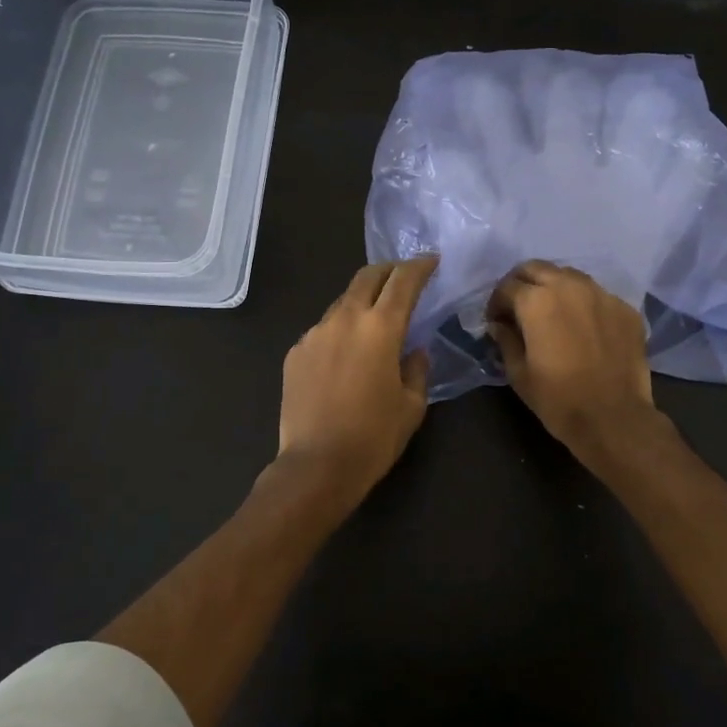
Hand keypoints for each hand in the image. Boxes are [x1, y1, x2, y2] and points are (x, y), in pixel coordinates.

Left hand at [278, 257, 438, 496]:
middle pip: (367, 277)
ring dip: (362, 301)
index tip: (431, 261)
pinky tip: (345, 355)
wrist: (317, 465)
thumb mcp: (412, 405)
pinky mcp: (295, 352)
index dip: (420, 266)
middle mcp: (345, 319)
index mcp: (380, 328)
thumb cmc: (374, 437)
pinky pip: (323, 330)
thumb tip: (413, 350)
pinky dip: (340, 330)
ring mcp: (314, 334)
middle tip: (404, 277)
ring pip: (343, 302)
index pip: (403, 281)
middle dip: (389, 270)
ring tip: (374, 319)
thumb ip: (416, 368)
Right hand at [485, 260, 663, 460]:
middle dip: (522, 284)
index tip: (496, 321)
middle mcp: (569, 287)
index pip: (507, 286)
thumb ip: (506, 340)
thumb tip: (499, 325)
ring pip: (569, 276)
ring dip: (553, 287)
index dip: (496, 303)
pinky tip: (582, 327)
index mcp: (537, 301)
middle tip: (518, 308)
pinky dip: (583, 304)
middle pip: (536, 268)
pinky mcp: (625, 308)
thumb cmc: (558, 399)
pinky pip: (597, 295)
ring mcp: (602, 295)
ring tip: (551, 313)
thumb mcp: (519, 373)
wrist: (614, 418)